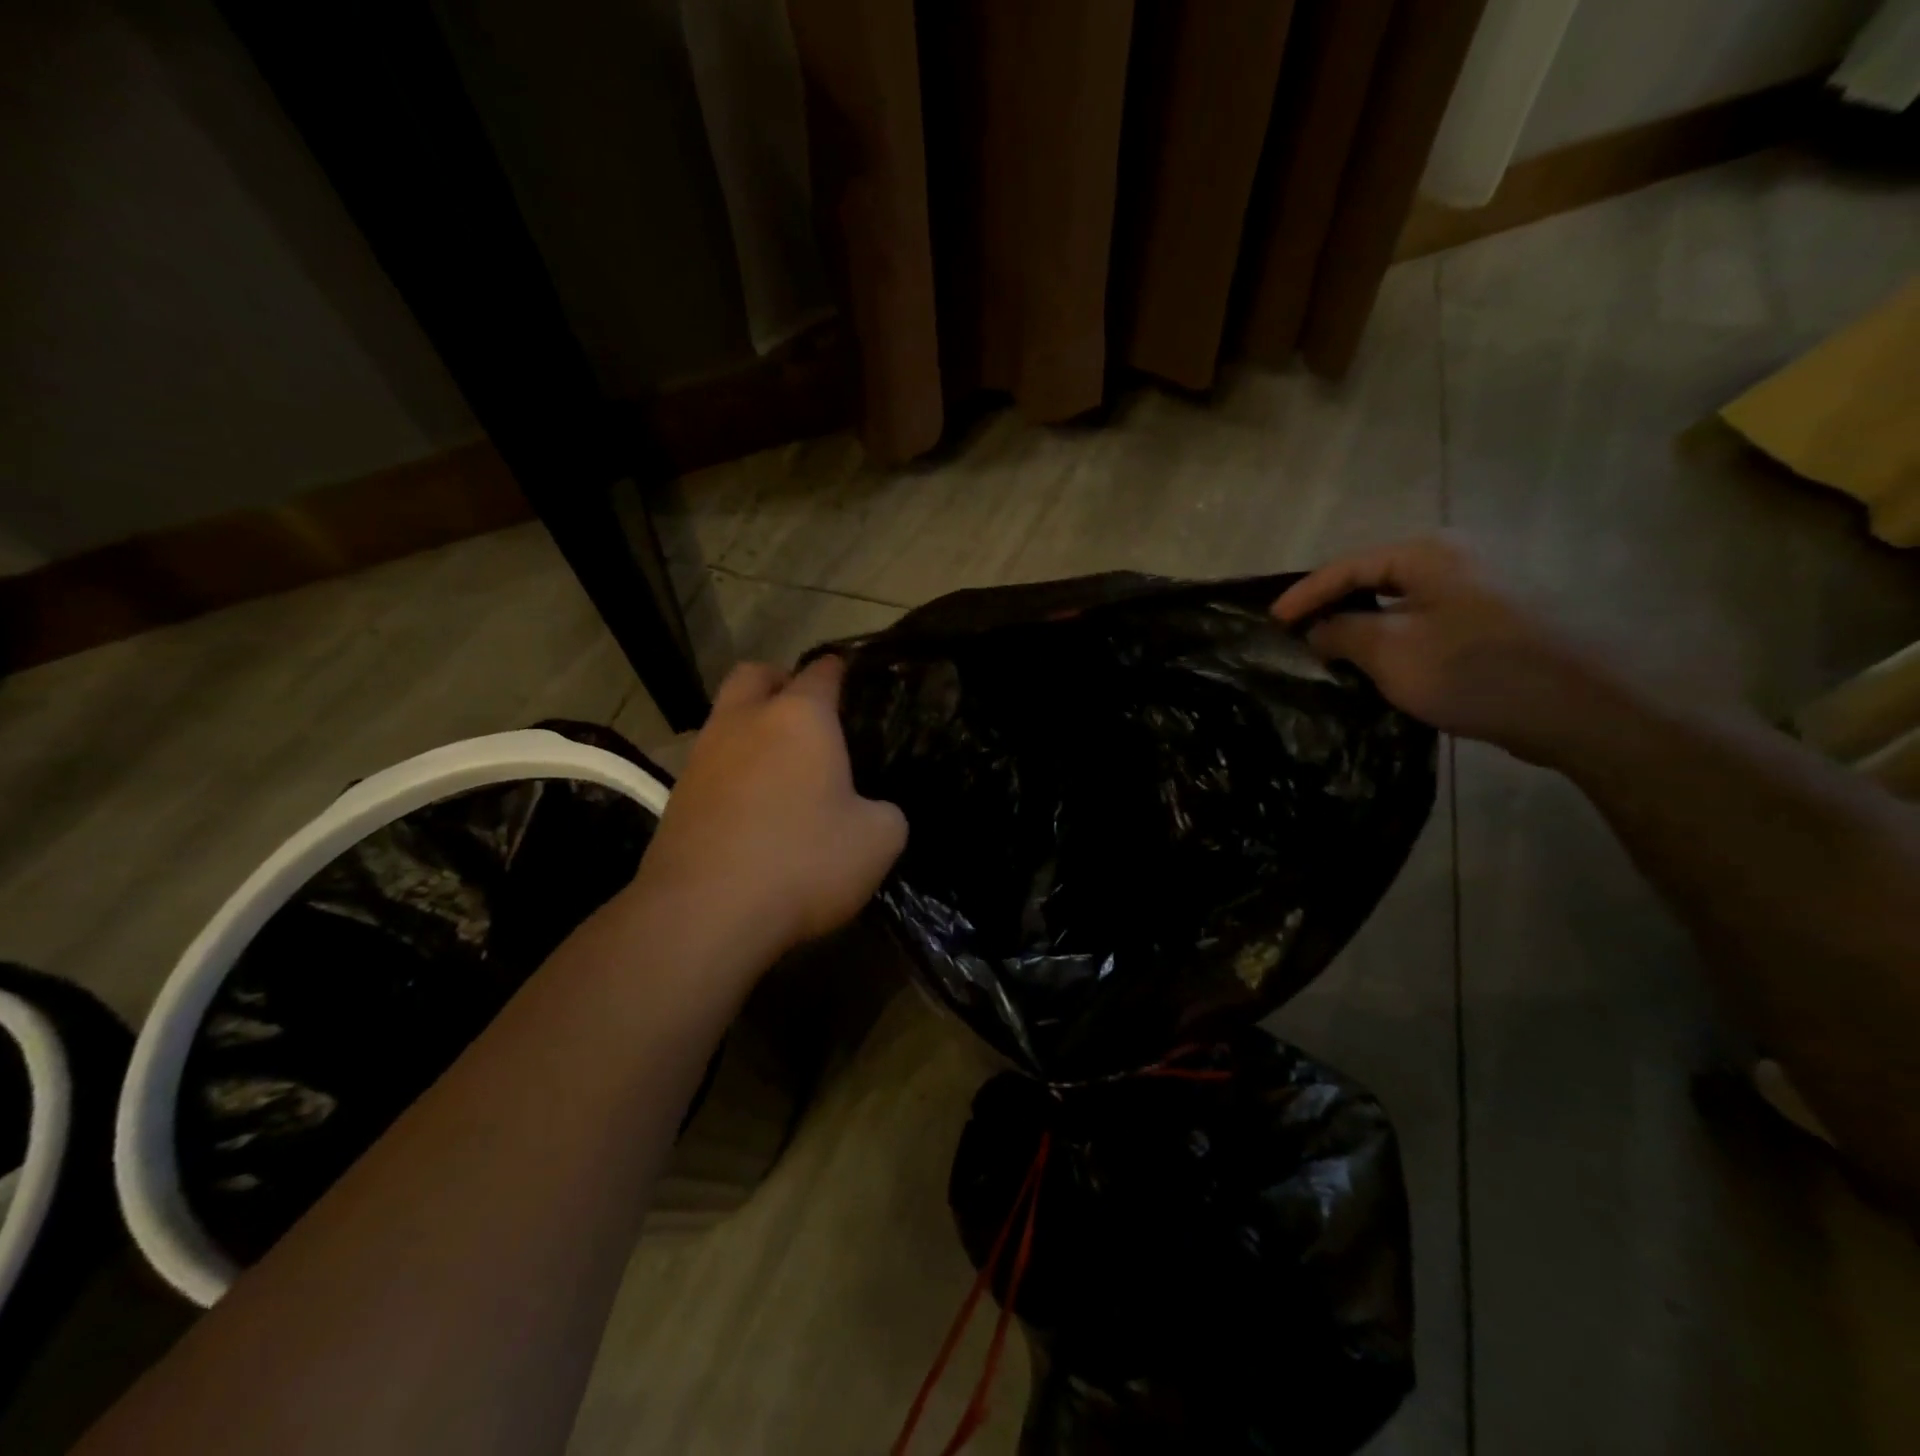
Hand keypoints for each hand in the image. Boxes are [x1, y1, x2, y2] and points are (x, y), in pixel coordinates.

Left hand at [637, 656, 906, 957]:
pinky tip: (752, 807)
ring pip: (726, 717)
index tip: (853, 681)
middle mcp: (746, 721)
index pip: (822, 672)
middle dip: (781, 681)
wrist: (705, 912)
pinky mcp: (677, 795)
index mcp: (800, 717)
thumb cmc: (803, 861)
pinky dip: (732, 771)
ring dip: (751, 727)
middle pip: (757, 674)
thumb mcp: (878, 840)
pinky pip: (711, 763)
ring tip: (781, 768)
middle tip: (807, 714)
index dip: (840, 671)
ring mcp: (703, 756)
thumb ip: (885, 812)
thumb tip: (870, 811)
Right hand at [1273, 535, 1610, 762]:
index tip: (1272, 621)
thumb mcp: (1390, 651)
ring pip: (1400, 603)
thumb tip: (1319, 629)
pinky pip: (1425, 622)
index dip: (1305, 594)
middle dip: (1332, 606)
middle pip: (1374, 579)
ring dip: (1362, 625)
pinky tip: (1379, 664)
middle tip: (1298, 632)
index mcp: (1428, 555)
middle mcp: (1455, 561)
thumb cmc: (1474, 668)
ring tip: (1329, 650)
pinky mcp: (1494, 623)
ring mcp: (1480, 591)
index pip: (1347, 567)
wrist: (1579, 707)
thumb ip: (1343, 632)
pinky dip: (1393, 638)